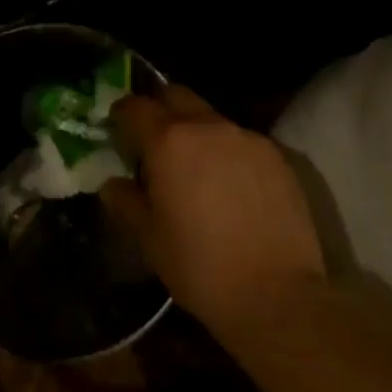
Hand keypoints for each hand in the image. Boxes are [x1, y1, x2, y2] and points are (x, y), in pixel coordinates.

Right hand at [102, 85, 325, 332]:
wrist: (279, 296)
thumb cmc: (202, 268)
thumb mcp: (150, 241)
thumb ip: (126, 203)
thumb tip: (112, 183)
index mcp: (168, 140)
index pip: (135, 106)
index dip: (122, 115)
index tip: (118, 130)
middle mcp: (205, 125)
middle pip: (175, 95)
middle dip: (160, 109)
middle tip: (156, 141)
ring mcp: (244, 136)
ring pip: (210, 117)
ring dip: (197, 131)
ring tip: (198, 168)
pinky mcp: (275, 154)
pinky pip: (240, 140)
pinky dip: (228, 152)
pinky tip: (233, 185)